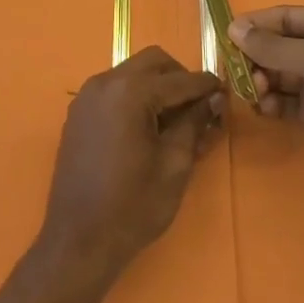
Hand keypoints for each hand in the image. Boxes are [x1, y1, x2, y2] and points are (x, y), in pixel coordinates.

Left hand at [36, 47, 223, 284]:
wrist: (78, 240)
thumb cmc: (133, 206)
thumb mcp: (175, 165)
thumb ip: (194, 123)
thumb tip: (213, 99)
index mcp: (130, 92)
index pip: (179, 79)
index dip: (206, 86)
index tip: (225, 92)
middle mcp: (105, 82)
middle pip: (153, 62)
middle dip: (180, 78)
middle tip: (199, 106)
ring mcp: (87, 96)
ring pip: (132, 72)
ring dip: (157, 86)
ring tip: (175, 121)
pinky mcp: (79, 113)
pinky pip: (114, 90)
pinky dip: (135, 97)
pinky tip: (147, 127)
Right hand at [230, 6, 303, 204]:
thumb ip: (273, 46)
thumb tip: (234, 29)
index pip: (287, 16)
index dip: (256, 24)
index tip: (225, 37)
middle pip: (280, 45)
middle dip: (257, 56)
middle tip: (238, 72)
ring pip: (279, 74)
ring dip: (262, 80)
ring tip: (255, 93)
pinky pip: (286, 100)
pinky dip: (271, 102)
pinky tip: (265, 109)